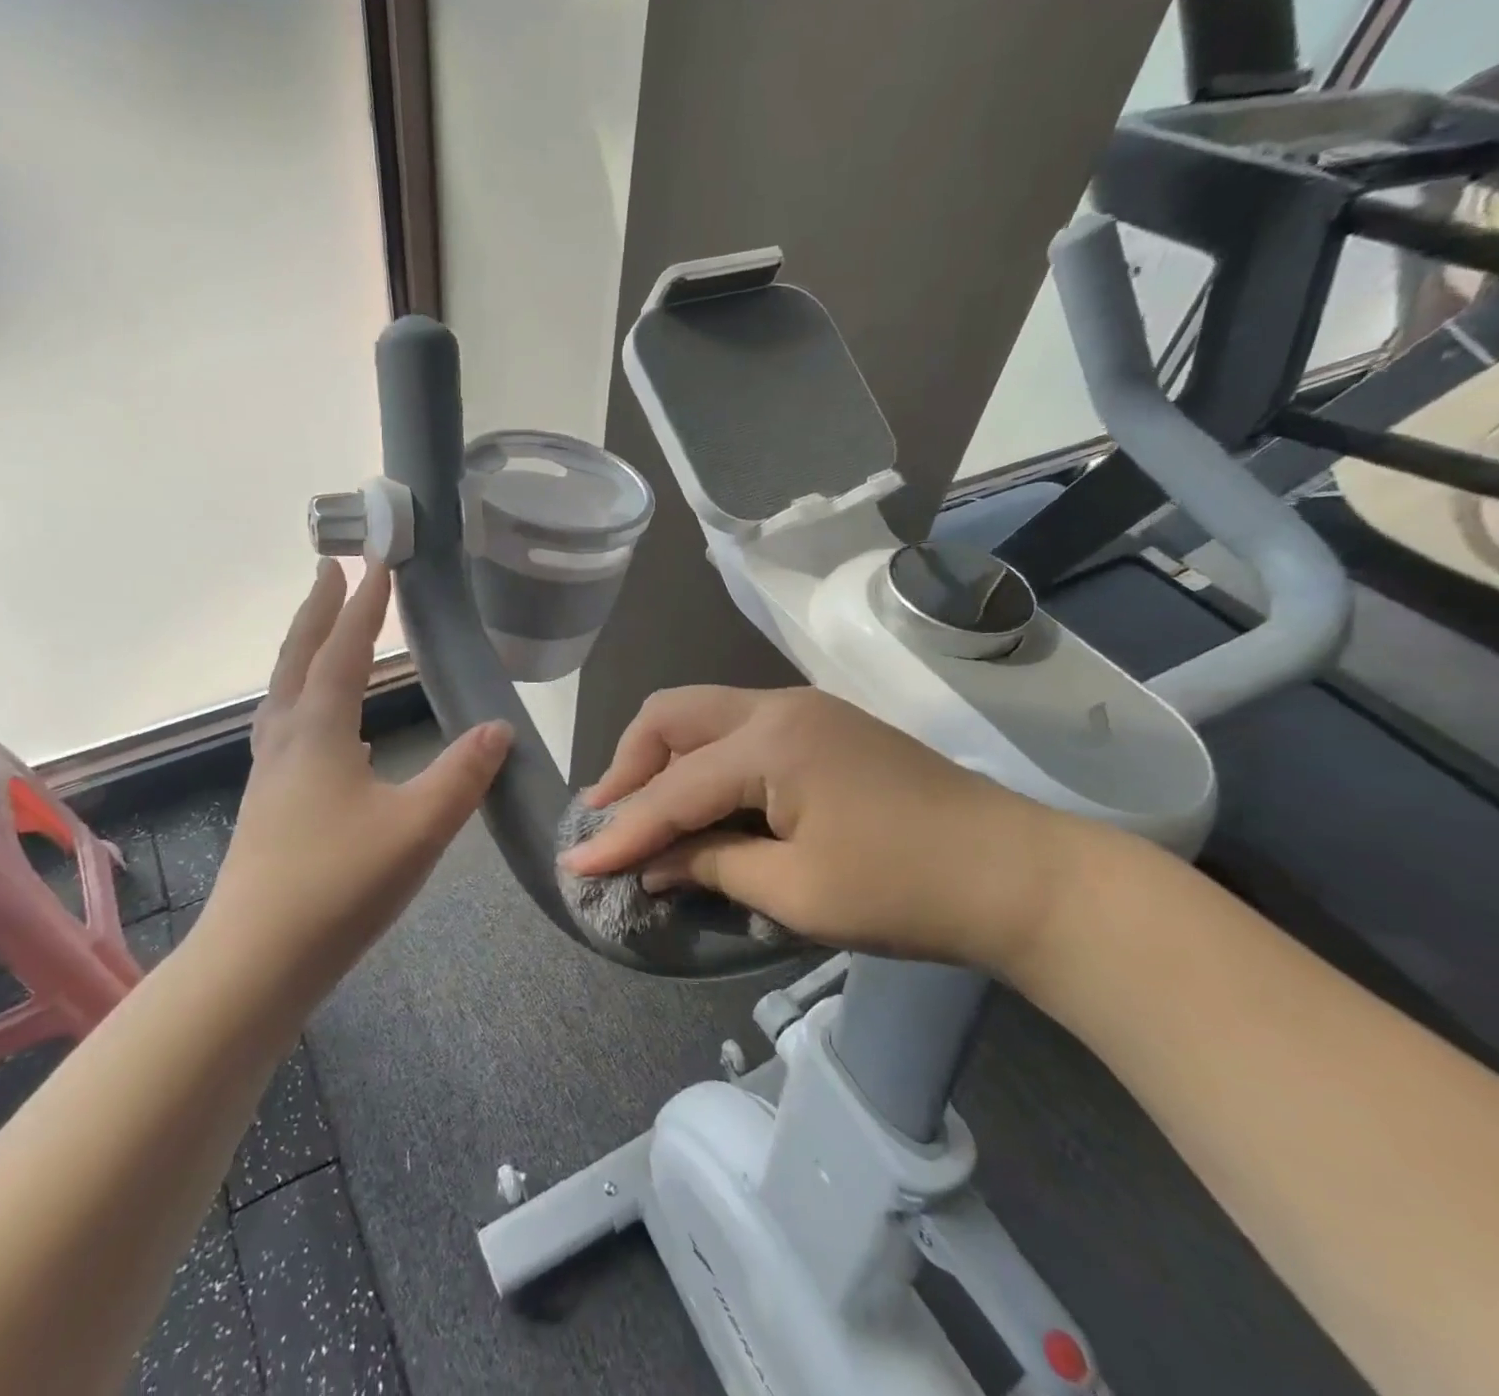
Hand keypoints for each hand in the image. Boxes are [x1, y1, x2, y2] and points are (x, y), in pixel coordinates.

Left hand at [199, 561, 511, 969]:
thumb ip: (462, 774)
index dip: (364, 605)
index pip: (345, 651)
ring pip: (286, 693)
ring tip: (326, 635)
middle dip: (317, 610)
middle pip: (299, 658)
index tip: (378, 561)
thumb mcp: (418, 828)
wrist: (255, 962)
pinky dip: (306, 702)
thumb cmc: (338, 885)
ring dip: (305, 652)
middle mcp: (286, 740)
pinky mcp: (268, 805)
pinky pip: (287, 729)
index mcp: (319, 732)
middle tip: (330, 568)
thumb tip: (497, 729)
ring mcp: (270, 774)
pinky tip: (330, 730)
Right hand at [560, 685, 1079, 975]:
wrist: (1023, 875)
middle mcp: (777, 706)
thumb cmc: (906, 890)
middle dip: (629, 765)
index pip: (673, 789)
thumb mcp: (796, 893)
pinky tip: (700, 800)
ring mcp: (803, 710)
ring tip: (643, 809)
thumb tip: (651, 866)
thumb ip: (711, 866)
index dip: (622, 832)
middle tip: (609, 818)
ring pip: (702, 715)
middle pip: (672, 715)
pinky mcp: (822, 726)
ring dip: (664, 759)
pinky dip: (704, 761)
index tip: (575, 866)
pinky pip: (737, 730)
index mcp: (770, 741)